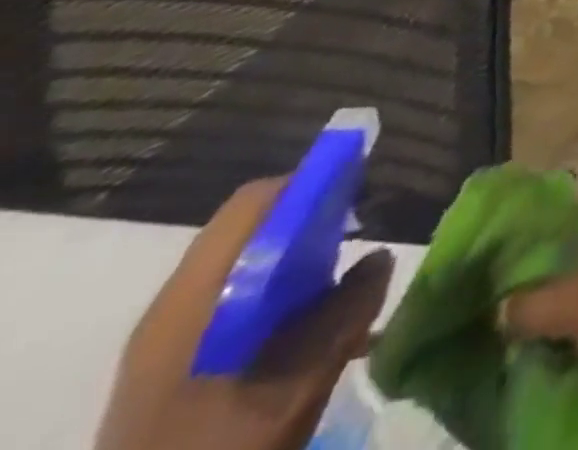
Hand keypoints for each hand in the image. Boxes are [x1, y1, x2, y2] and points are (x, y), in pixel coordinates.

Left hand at [95, 178, 394, 449]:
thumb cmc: (220, 446)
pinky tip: (308, 329)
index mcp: (192, 300)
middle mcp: (174, 309)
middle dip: (310, 223)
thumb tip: (379, 257)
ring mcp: (167, 342)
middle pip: (250, 231)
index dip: (310, 185)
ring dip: (298, 261)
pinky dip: (279, 296)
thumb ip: (346, 312)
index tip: (358, 190)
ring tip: (341, 284)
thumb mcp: (297, 385)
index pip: (254, 204)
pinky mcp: (172, 369)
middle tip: (358, 236)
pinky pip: (236, 302)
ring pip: (245, 267)